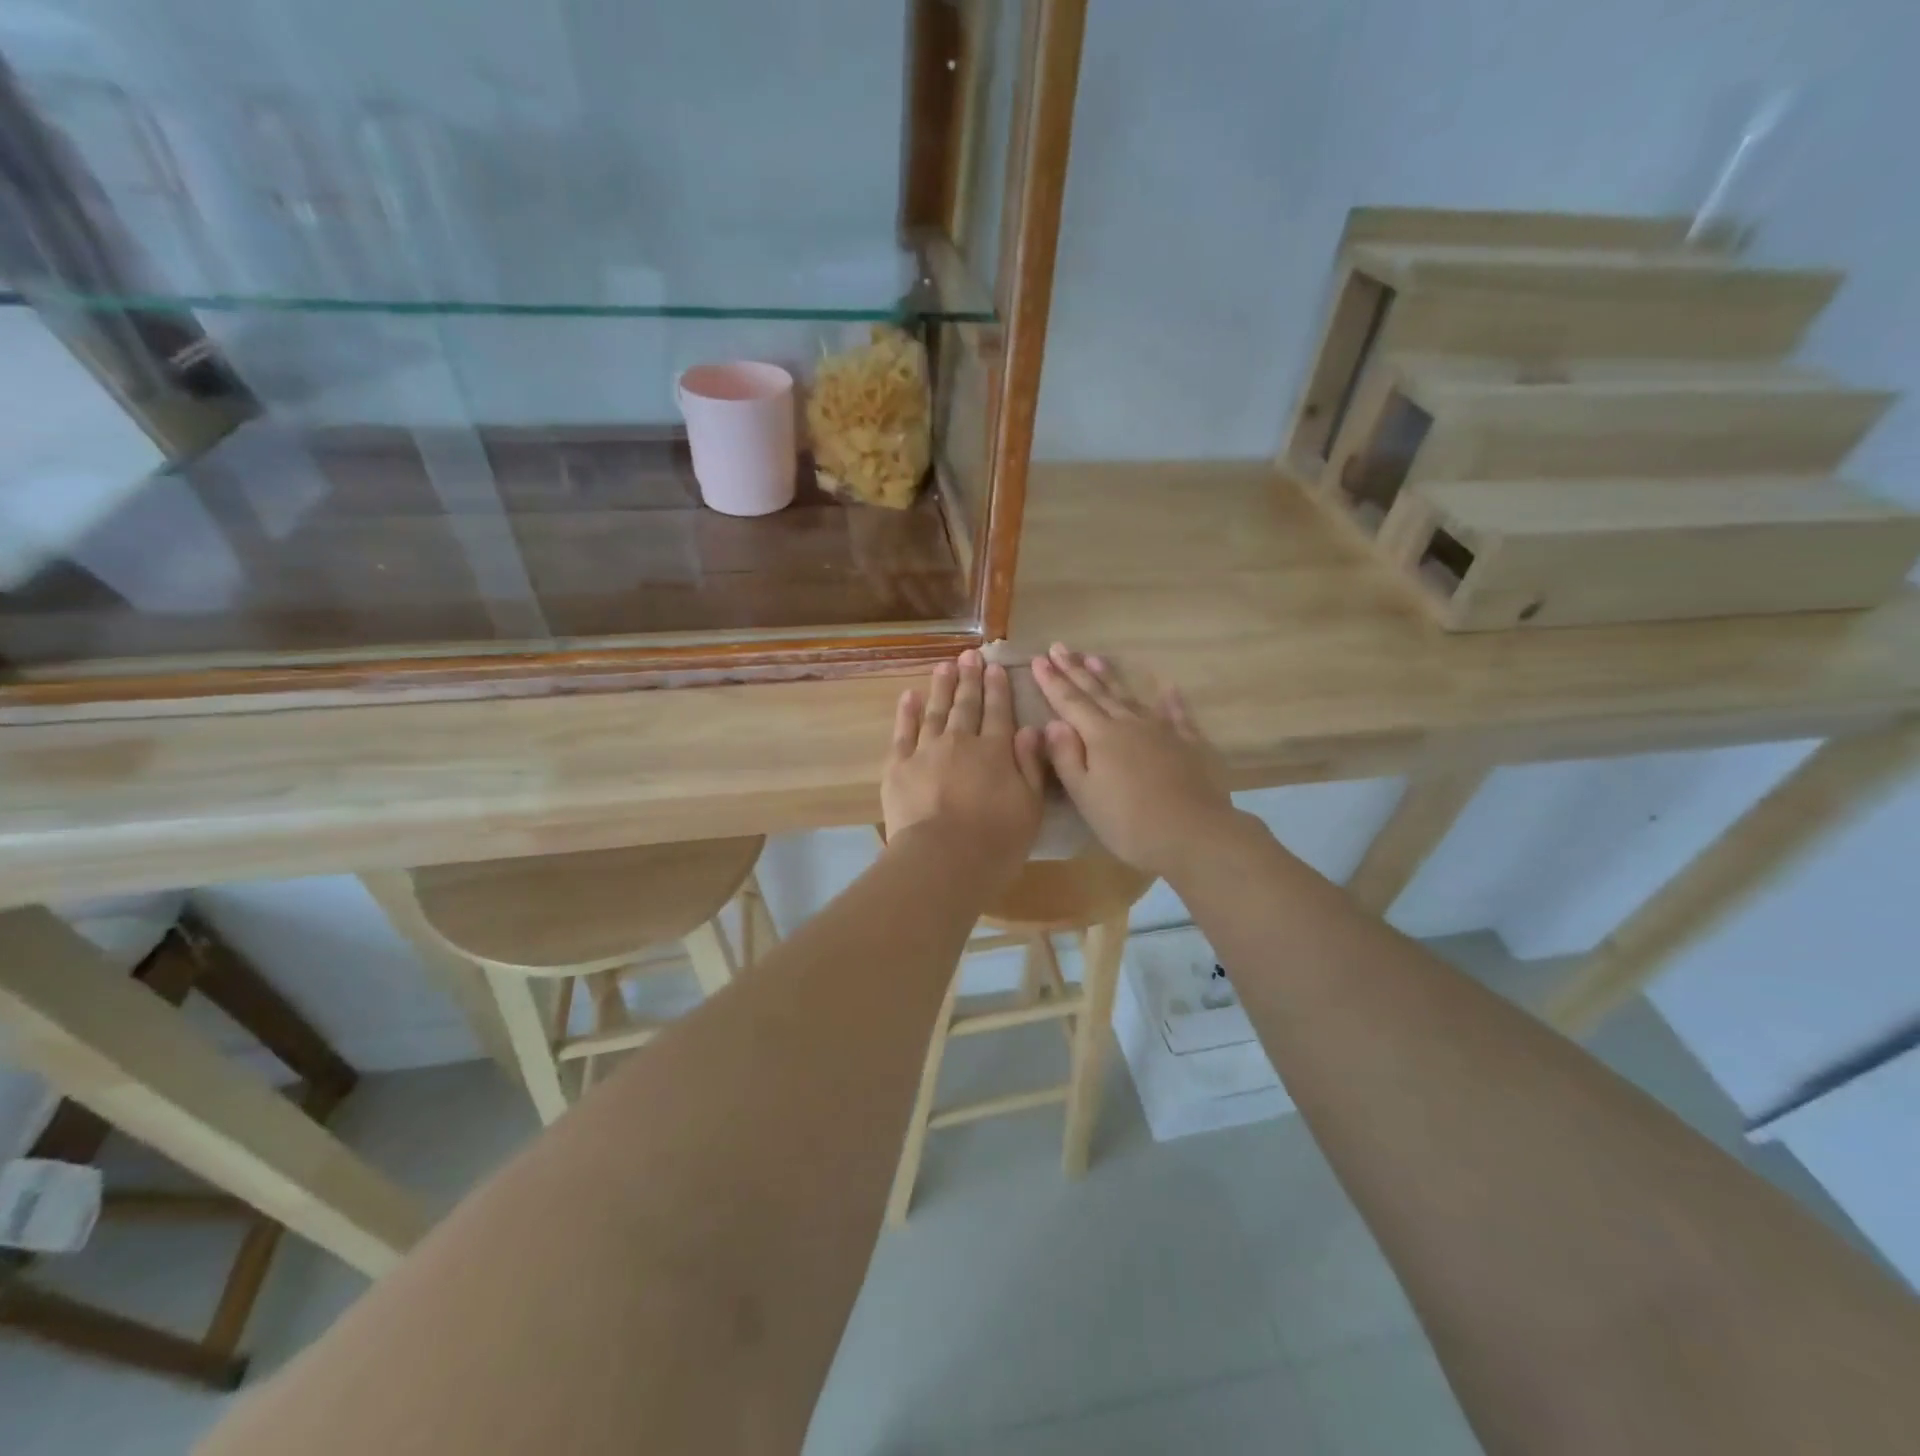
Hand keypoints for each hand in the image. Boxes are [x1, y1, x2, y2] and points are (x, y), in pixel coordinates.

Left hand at [883, 649, 1046, 867]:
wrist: (942, 860)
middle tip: (969, 656)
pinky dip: (907, 712)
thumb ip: (1030, 765)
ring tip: (944, 666)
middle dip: (970, 679)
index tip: (995, 666)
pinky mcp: (898, 766)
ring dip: (941, 687)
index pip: (999, 712)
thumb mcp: (1030, 806)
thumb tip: (1031, 730)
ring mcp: (926, 751)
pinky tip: (910, 696)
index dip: (998, 688)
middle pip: (966, 705)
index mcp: (995, 751)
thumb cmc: (995, 841)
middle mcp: (961, 742)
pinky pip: (903, 732)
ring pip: (936, 711)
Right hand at [1032, 643, 1235, 876]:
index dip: (1052, 681)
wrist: (1195, 834)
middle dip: (1075, 670)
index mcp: (1100, 737)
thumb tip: (1052, 723)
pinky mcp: (1189, 743)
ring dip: (1110, 676)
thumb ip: (1066, 757)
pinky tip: (1166, 685)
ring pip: (1130, 696)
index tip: (1038, 659)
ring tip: (1094, 657)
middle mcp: (1129, 724)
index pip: (1069, 702)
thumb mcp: (1085, 796)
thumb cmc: (1129, 823)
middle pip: (1097, 692)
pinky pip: (1177, 713)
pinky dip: (1170, 698)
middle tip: (1059, 647)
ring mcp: (1162, 730)